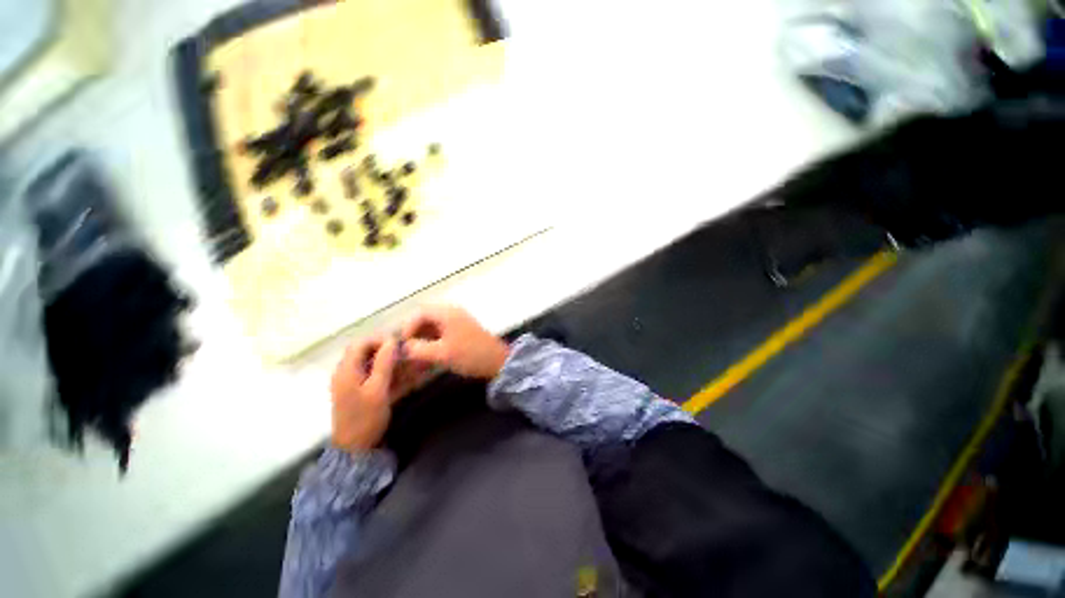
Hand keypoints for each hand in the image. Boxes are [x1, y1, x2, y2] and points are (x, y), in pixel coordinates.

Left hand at [330, 336, 404, 452]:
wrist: (355, 448)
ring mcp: (350, 382)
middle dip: (385, 349)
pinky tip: (399, 376)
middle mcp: (345, 372)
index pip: (361, 343)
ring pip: (369, 362)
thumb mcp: (378, 389)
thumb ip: (384, 363)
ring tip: (406, 364)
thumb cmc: (366, 417)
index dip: (380, 339)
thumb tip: (391, 340)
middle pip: (364, 351)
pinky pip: (371, 373)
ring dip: (387, 360)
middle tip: (404, 353)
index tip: (399, 344)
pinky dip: (385, 371)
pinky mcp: (356, 391)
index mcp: (346, 370)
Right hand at [401, 306, 509, 379]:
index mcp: (447, 313)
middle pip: (425, 319)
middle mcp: (452, 313)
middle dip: (414, 335)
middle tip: (407, 352)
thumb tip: (402, 348)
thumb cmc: (470, 355)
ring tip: (416, 358)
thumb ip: (418, 349)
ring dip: (423, 341)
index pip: (419, 313)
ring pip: (433, 327)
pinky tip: (429, 358)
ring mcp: (459, 321)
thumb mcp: (441, 354)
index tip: (402, 345)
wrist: (498, 361)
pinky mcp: (463, 331)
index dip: (407, 328)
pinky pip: (442, 333)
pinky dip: (433, 343)